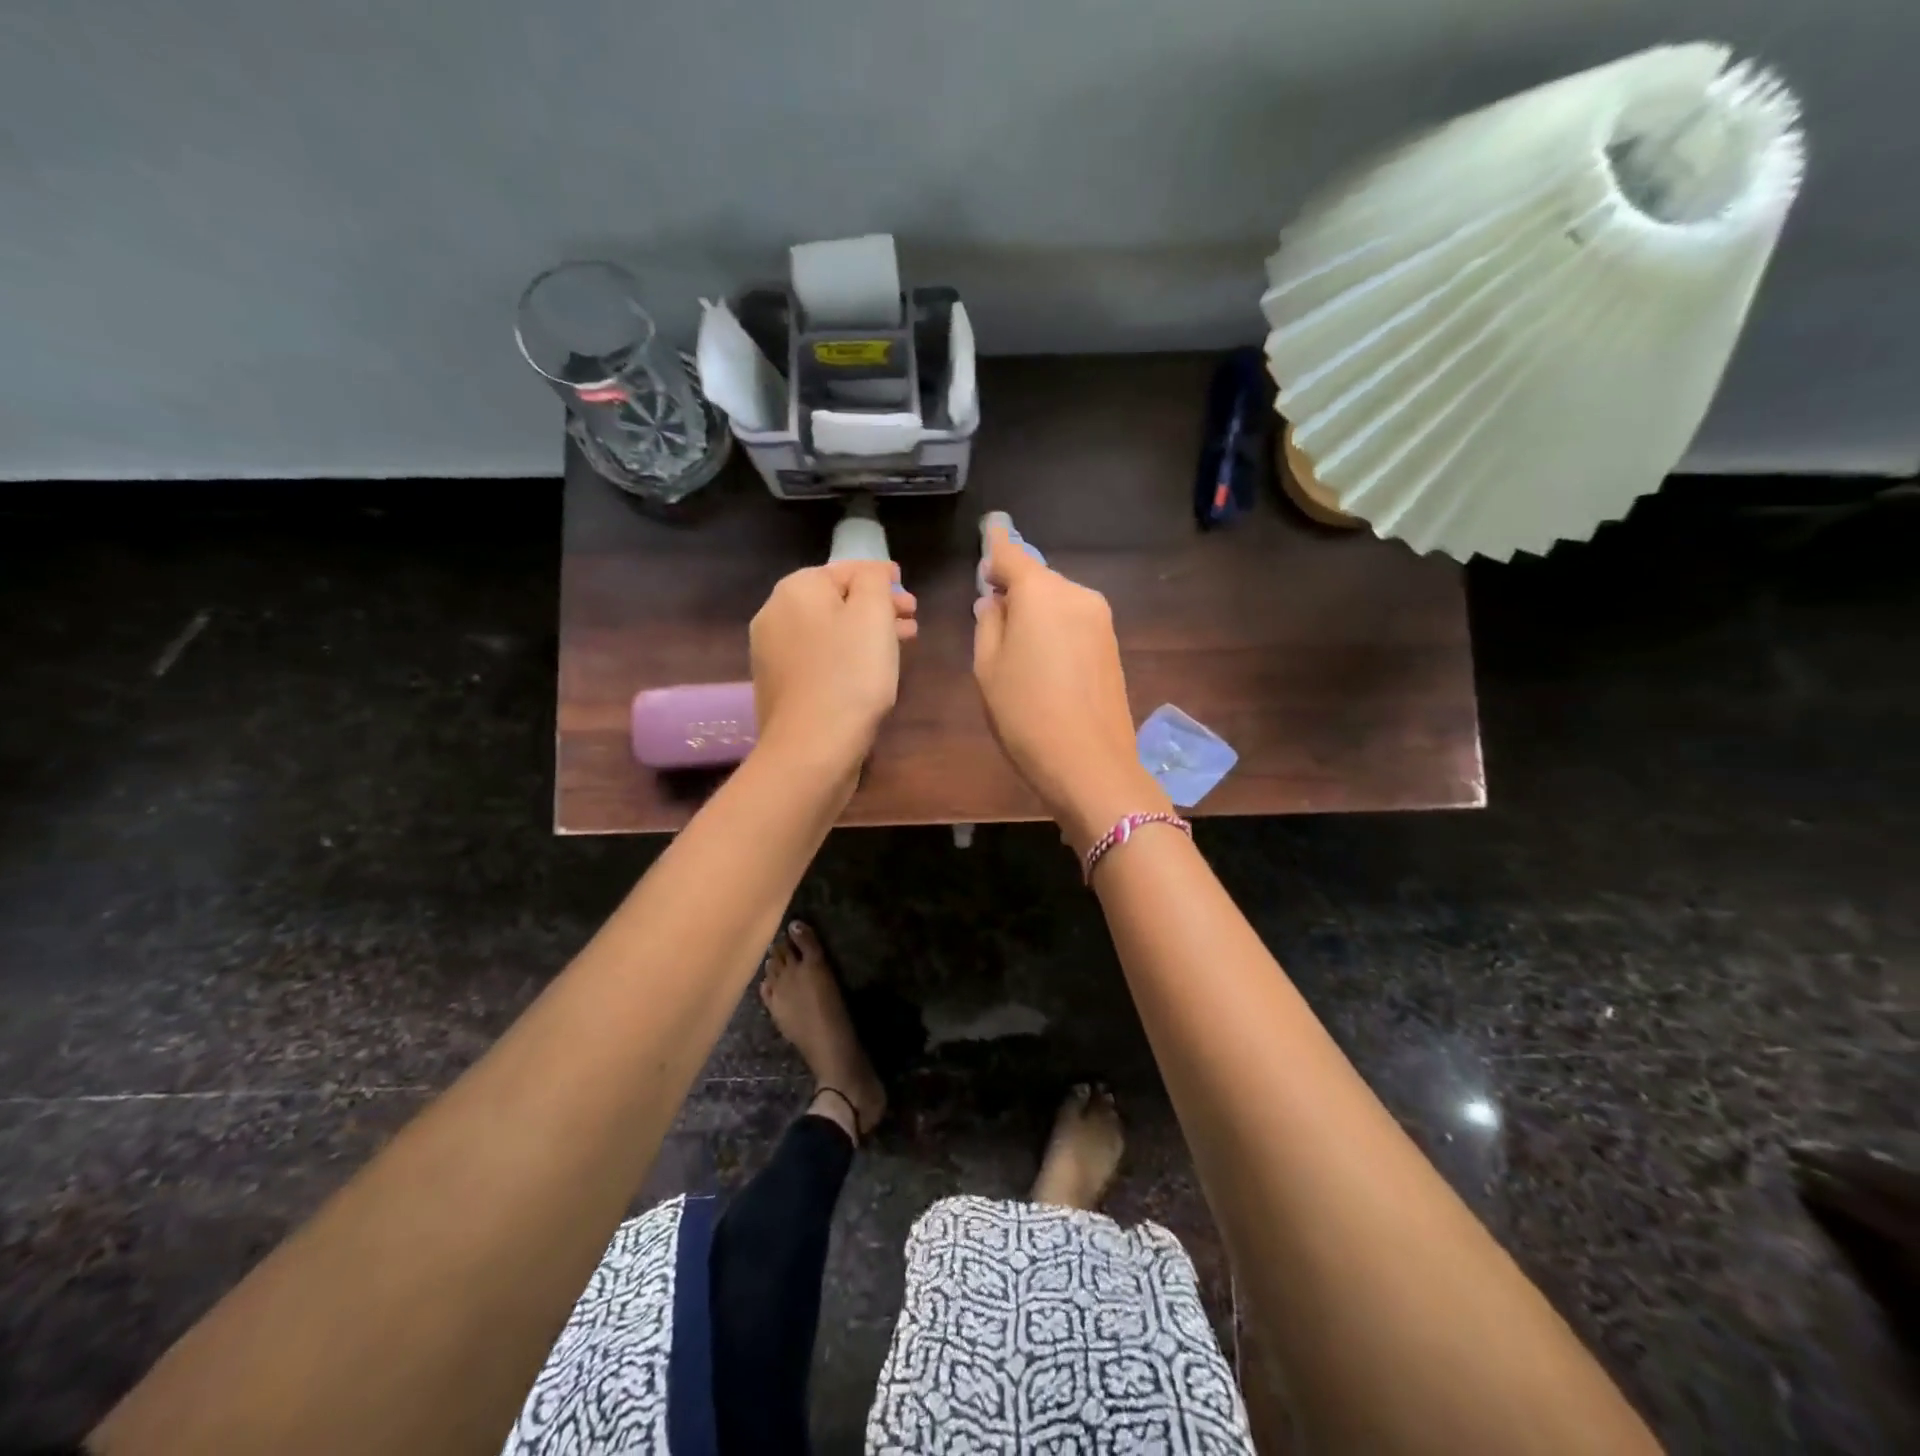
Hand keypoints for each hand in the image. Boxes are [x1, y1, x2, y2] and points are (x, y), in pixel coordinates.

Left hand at [750, 561, 917, 778]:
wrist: (811, 748)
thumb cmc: (850, 676)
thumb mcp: (873, 615)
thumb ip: (874, 582)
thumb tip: (871, 573)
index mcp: (796, 590)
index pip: (844, 569)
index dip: (879, 576)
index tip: (905, 586)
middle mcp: (774, 614)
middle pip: (834, 601)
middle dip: (874, 606)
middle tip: (910, 619)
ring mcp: (771, 653)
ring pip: (827, 631)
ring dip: (863, 633)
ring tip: (899, 645)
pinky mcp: (778, 685)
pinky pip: (818, 657)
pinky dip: (844, 655)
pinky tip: (867, 671)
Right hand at [972, 522, 1168, 851]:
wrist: (1090, 763)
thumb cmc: (1025, 714)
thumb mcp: (987, 668)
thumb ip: (988, 624)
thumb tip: (995, 602)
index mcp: (1040, 592)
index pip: (1011, 554)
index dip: (995, 546)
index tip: (988, 533)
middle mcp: (1076, 594)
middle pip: (1038, 579)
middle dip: (1015, 589)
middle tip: (992, 617)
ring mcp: (1100, 619)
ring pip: (1058, 601)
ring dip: (1037, 612)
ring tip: (1018, 652)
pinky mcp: (1112, 644)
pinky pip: (1075, 623)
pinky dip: (1056, 630)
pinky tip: (1045, 664)